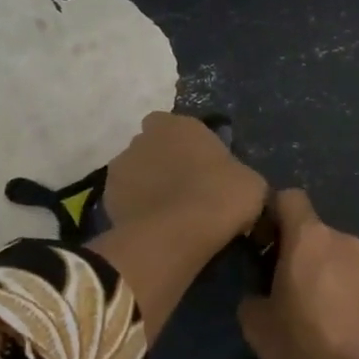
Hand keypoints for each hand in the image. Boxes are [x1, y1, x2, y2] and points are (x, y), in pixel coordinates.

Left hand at [104, 112, 265, 250]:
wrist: (177, 234)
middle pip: (154, 146)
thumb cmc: (220, 197)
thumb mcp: (251, 183)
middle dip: (164, 163)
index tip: (202, 167)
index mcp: (179, 124)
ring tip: (168, 214)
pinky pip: (126, 200)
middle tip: (186, 190)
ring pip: (136, 173)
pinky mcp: (106, 198)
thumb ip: (238, 174)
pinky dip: (136, 210)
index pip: (178, 126)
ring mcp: (121, 166)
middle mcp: (144, 137)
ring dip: (148, 186)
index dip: (188, 145)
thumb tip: (236, 185)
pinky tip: (154, 229)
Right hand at [238, 190, 358, 358]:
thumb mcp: (257, 326)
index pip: (289, 197)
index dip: (272, 213)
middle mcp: (341, 238)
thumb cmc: (305, 343)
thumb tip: (260, 295)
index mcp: (309, 236)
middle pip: (311, 229)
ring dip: (319, 270)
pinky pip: (351, 275)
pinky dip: (340, 288)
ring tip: (309, 310)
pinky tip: (334, 323)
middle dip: (294, 249)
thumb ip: (251, 298)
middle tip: (279, 286)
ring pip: (333, 253)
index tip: (261, 243)